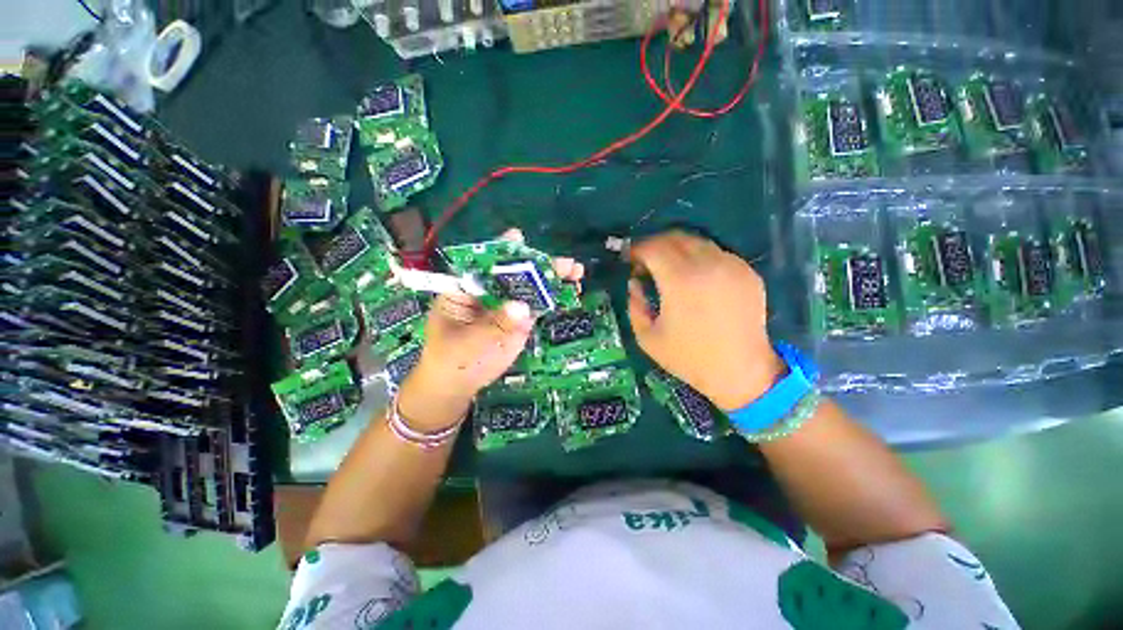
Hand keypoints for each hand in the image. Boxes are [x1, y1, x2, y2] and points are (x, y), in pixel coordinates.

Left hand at [398, 230, 583, 429]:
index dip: (501, 250)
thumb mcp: (468, 343)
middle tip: (564, 263)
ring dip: (552, 278)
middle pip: (513, 272)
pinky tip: (572, 290)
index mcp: (466, 289)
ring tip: (576, 272)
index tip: (518, 238)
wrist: (459, 384)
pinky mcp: (521, 319)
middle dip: (537, 264)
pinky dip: (554, 297)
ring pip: (530, 287)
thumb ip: (494, 325)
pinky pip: (538, 305)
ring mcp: (507, 305)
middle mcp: (489, 291)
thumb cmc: (452, 360)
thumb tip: (522, 308)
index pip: (483, 264)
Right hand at [626, 230, 783, 410]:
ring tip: (669, 268)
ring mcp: (732, 266)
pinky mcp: (748, 272)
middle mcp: (708, 265)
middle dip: (655, 245)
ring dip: (677, 249)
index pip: (653, 248)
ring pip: (697, 241)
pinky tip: (695, 278)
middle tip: (645, 262)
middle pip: (675, 237)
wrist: (740, 371)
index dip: (637, 249)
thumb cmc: (689, 358)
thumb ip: (634, 305)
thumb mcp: (647, 337)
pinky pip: (717, 253)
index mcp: (680, 281)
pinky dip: (699, 258)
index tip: (629, 259)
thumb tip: (634, 282)